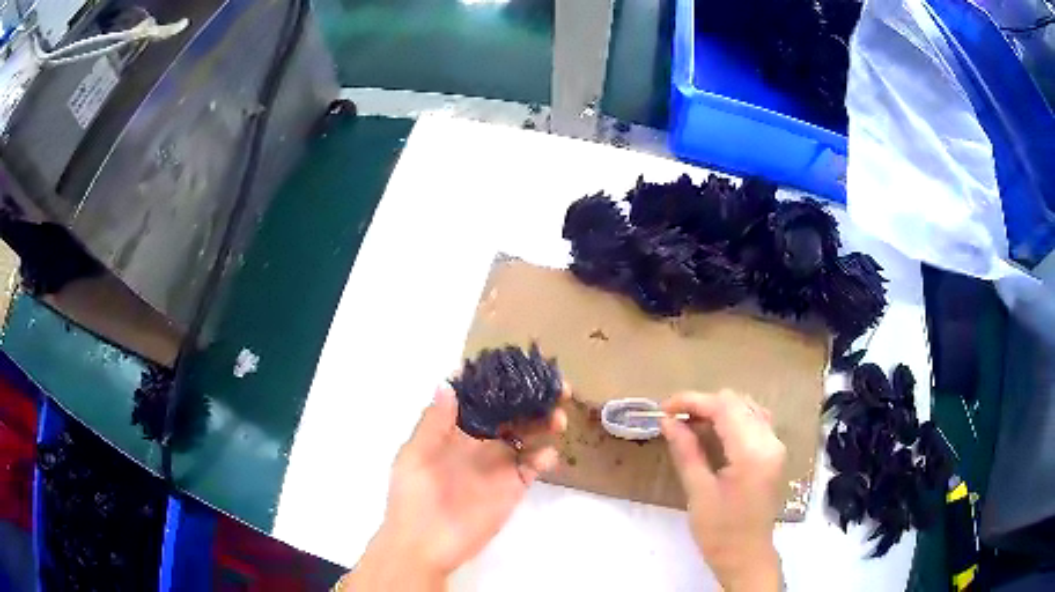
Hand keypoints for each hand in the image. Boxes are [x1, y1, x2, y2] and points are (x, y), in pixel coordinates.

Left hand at [341, 386, 567, 590]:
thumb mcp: (414, 457)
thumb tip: (448, 384)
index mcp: (453, 432)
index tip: (520, 366)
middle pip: (511, 414)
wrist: (424, 545)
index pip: (481, 400)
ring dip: (544, 423)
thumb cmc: (412, 497)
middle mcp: (480, 443)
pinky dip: (544, 457)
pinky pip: (533, 467)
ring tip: (558, 416)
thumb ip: (433, 424)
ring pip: (528, 436)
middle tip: (556, 388)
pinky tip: (547, 453)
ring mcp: (498, 465)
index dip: (499, 383)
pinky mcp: (512, 488)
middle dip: (532, 398)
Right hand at [661, 391, 785, 591]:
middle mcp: (770, 441)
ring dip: (717, 410)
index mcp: (753, 452)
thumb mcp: (699, 493)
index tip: (663, 409)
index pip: (724, 407)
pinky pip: (753, 420)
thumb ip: (686, 451)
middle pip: (737, 402)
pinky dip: (731, 419)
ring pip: (746, 408)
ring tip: (689, 425)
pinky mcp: (773, 453)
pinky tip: (712, 433)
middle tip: (673, 420)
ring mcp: (775, 445)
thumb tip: (668, 421)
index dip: (692, 401)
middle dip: (703, 404)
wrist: (747, 556)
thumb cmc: (720, 532)